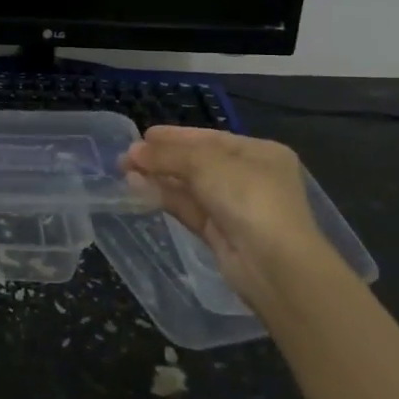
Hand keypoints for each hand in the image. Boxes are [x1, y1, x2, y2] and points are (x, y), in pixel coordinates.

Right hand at [123, 127, 333, 313]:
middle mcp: (250, 178)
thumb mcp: (206, 164)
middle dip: (163, 158)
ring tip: (125, 170)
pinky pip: (188, 208)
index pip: (211, 139)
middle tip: (127, 156)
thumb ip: (168, 155)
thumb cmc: (248, 197)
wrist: (273, 263)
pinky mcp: (220, 234)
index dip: (176, 136)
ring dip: (159, 177)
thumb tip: (133, 152)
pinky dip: (164, 197)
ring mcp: (235, 208)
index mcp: (259, 153)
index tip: (144, 135)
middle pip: (198, 163)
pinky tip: (138, 188)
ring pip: (190, 187)